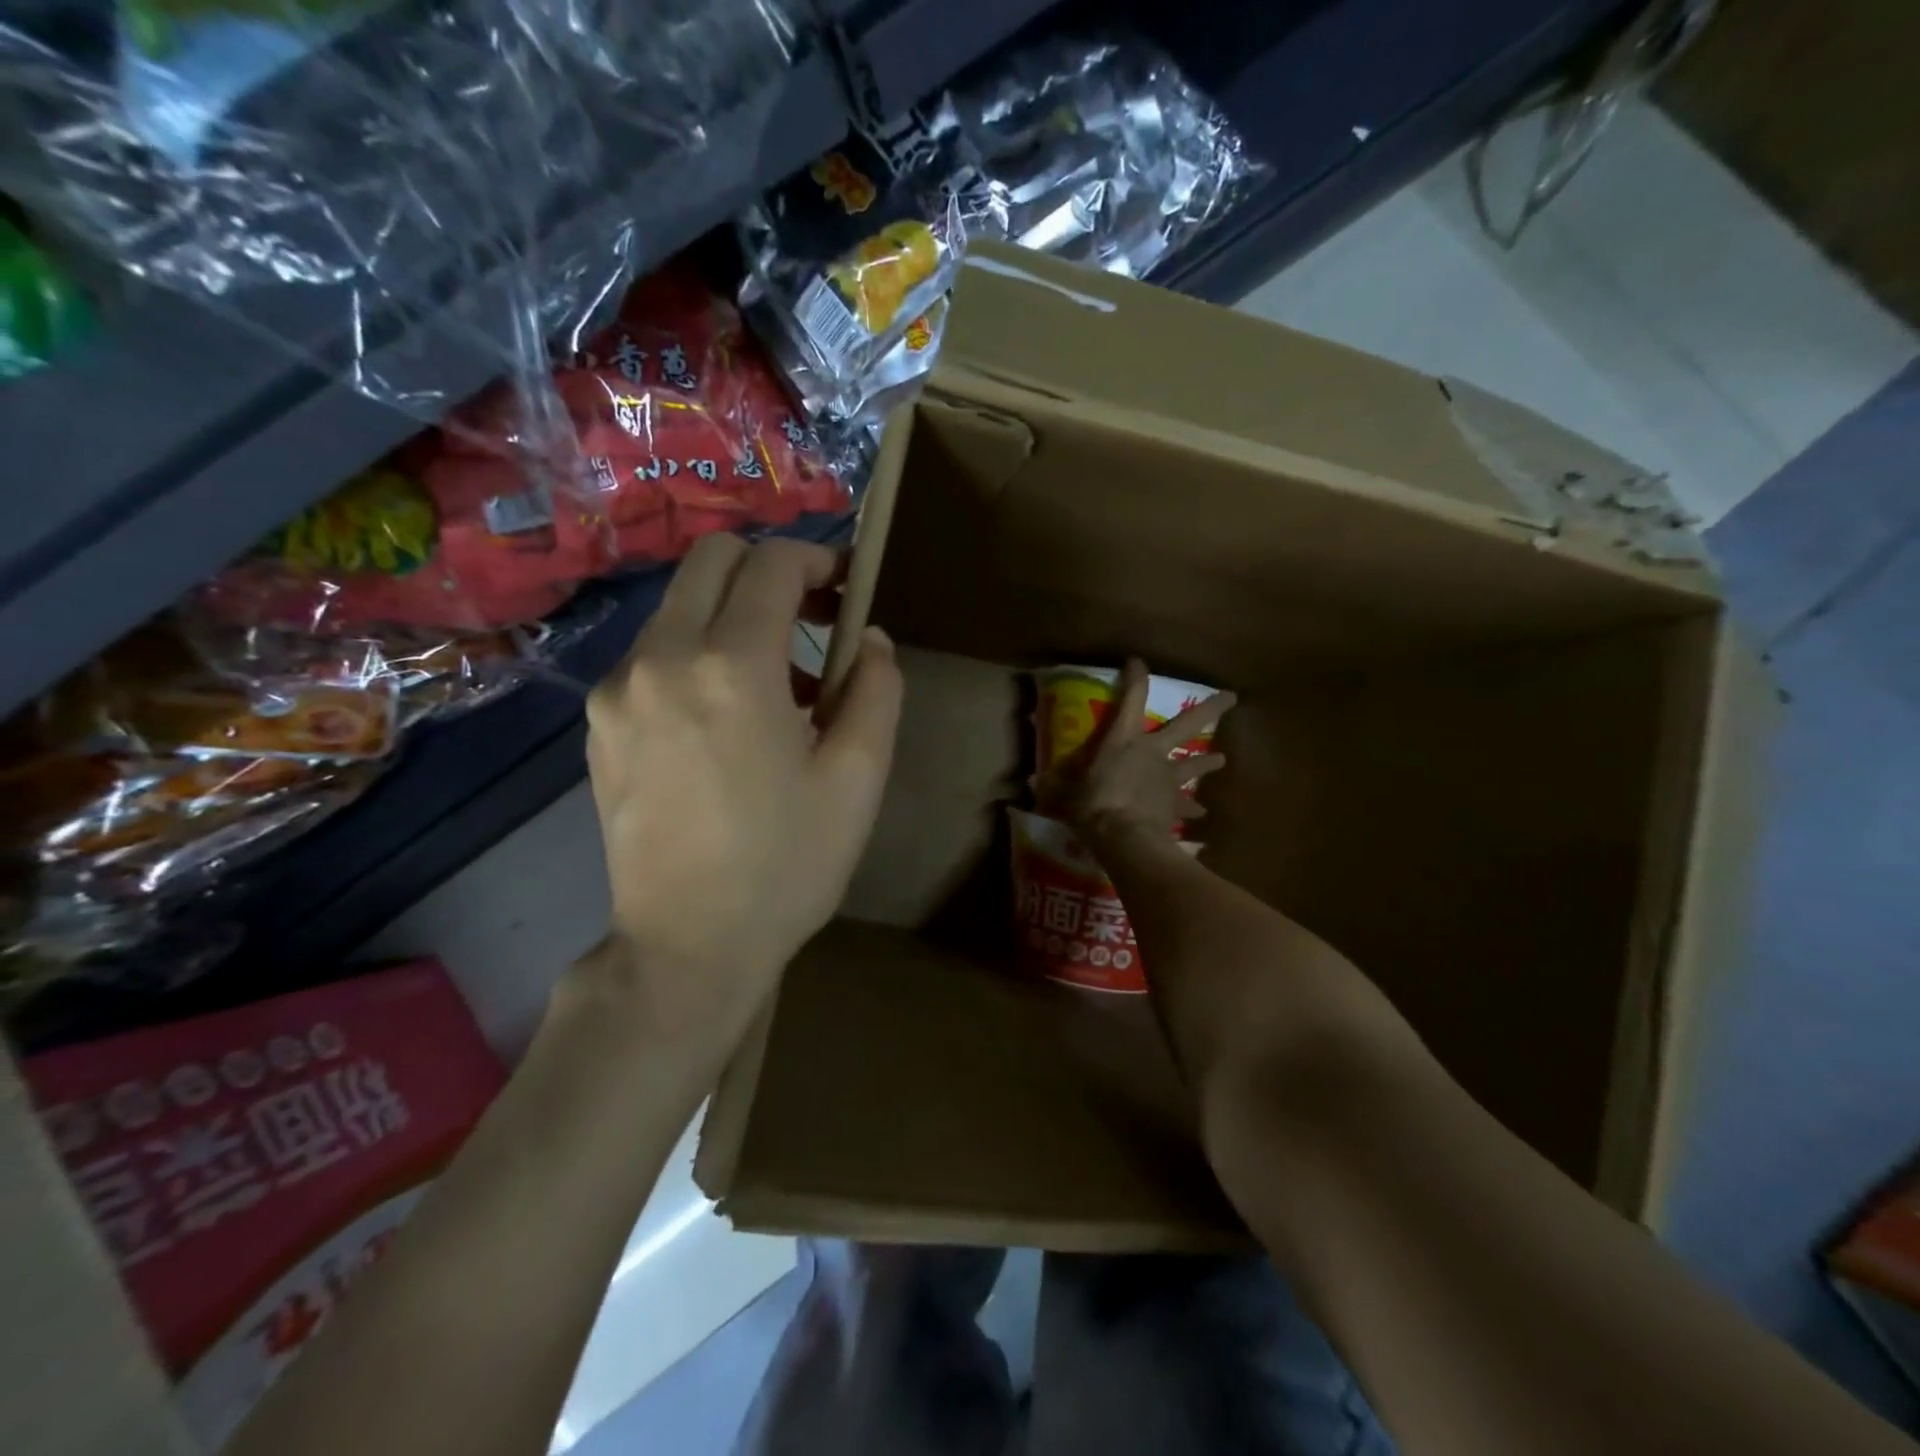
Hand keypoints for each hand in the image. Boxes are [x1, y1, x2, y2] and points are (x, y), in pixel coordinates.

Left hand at [582, 535, 902, 1047]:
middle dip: (770, 570)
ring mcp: (619, 688)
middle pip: (712, 559)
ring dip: (734, 615)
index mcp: (733, 666)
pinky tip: (724, 720)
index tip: (847, 587)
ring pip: (679, 604)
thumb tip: (868, 638)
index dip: (819, 560)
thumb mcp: (858, 778)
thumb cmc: (787, 864)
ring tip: (777, 686)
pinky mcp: (599, 721)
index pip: (773, 564)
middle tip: (813, 618)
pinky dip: (696, 654)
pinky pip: (653, 653)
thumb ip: (876, 689)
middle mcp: (662, 657)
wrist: (687, 946)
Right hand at [1051, 657, 1233, 850]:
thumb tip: (1029, 780)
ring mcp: (1168, 778)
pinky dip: (1192, 810)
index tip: (1137, 660)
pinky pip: (1186, 806)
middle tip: (1233, 697)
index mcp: (1123, 740)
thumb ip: (1052, 785)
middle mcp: (1152, 752)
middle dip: (1211, 708)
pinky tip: (1202, 815)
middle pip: (1187, 724)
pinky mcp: (1175, 804)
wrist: (1126, 838)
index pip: (1132, 697)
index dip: (1136, 677)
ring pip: (1194, 764)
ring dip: (1208, 762)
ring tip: (1222, 760)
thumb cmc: (1093, 806)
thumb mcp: (1064, 793)